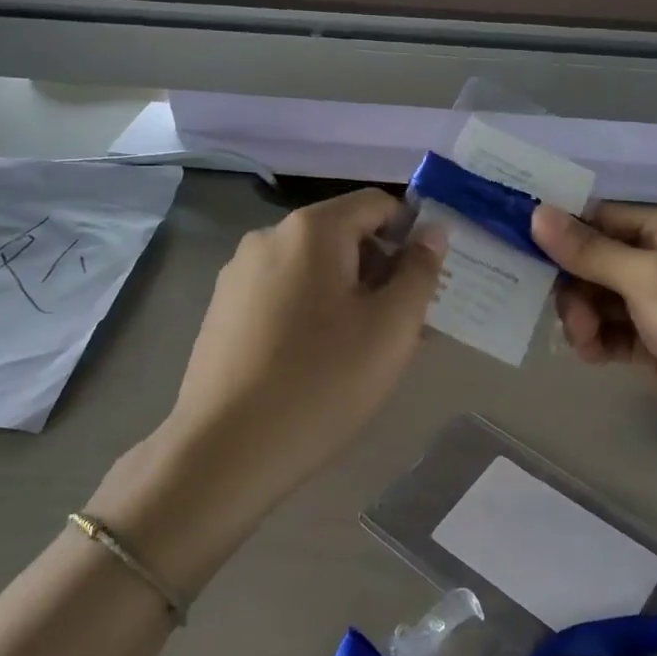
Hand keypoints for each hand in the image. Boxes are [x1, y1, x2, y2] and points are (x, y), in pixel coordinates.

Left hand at [159, 189, 445, 514]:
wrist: (225, 451)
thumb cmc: (322, 382)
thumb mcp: (391, 327)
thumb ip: (420, 270)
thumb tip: (433, 231)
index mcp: (312, 230)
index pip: (378, 204)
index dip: (412, 234)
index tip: (424, 284)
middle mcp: (269, 237)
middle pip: (344, 234)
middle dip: (381, 270)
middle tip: (403, 326)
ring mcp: (239, 274)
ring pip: (314, 268)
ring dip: (349, 294)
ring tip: (365, 351)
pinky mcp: (222, 309)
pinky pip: (284, 293)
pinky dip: (312, 311)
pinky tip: (319, 361)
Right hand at [531, 204, 656, 463]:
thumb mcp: (646, 279)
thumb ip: (589, 249)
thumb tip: (536, 213)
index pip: (601, 218)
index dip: (563, 233)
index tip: (524, 250)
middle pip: (594, 261)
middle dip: (575, 287)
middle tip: (573, 318)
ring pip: (598, 299)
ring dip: (584, 318)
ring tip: (587, 342)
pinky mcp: (654, 344)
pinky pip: (610, 332)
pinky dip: (597, 341)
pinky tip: (595, 356)